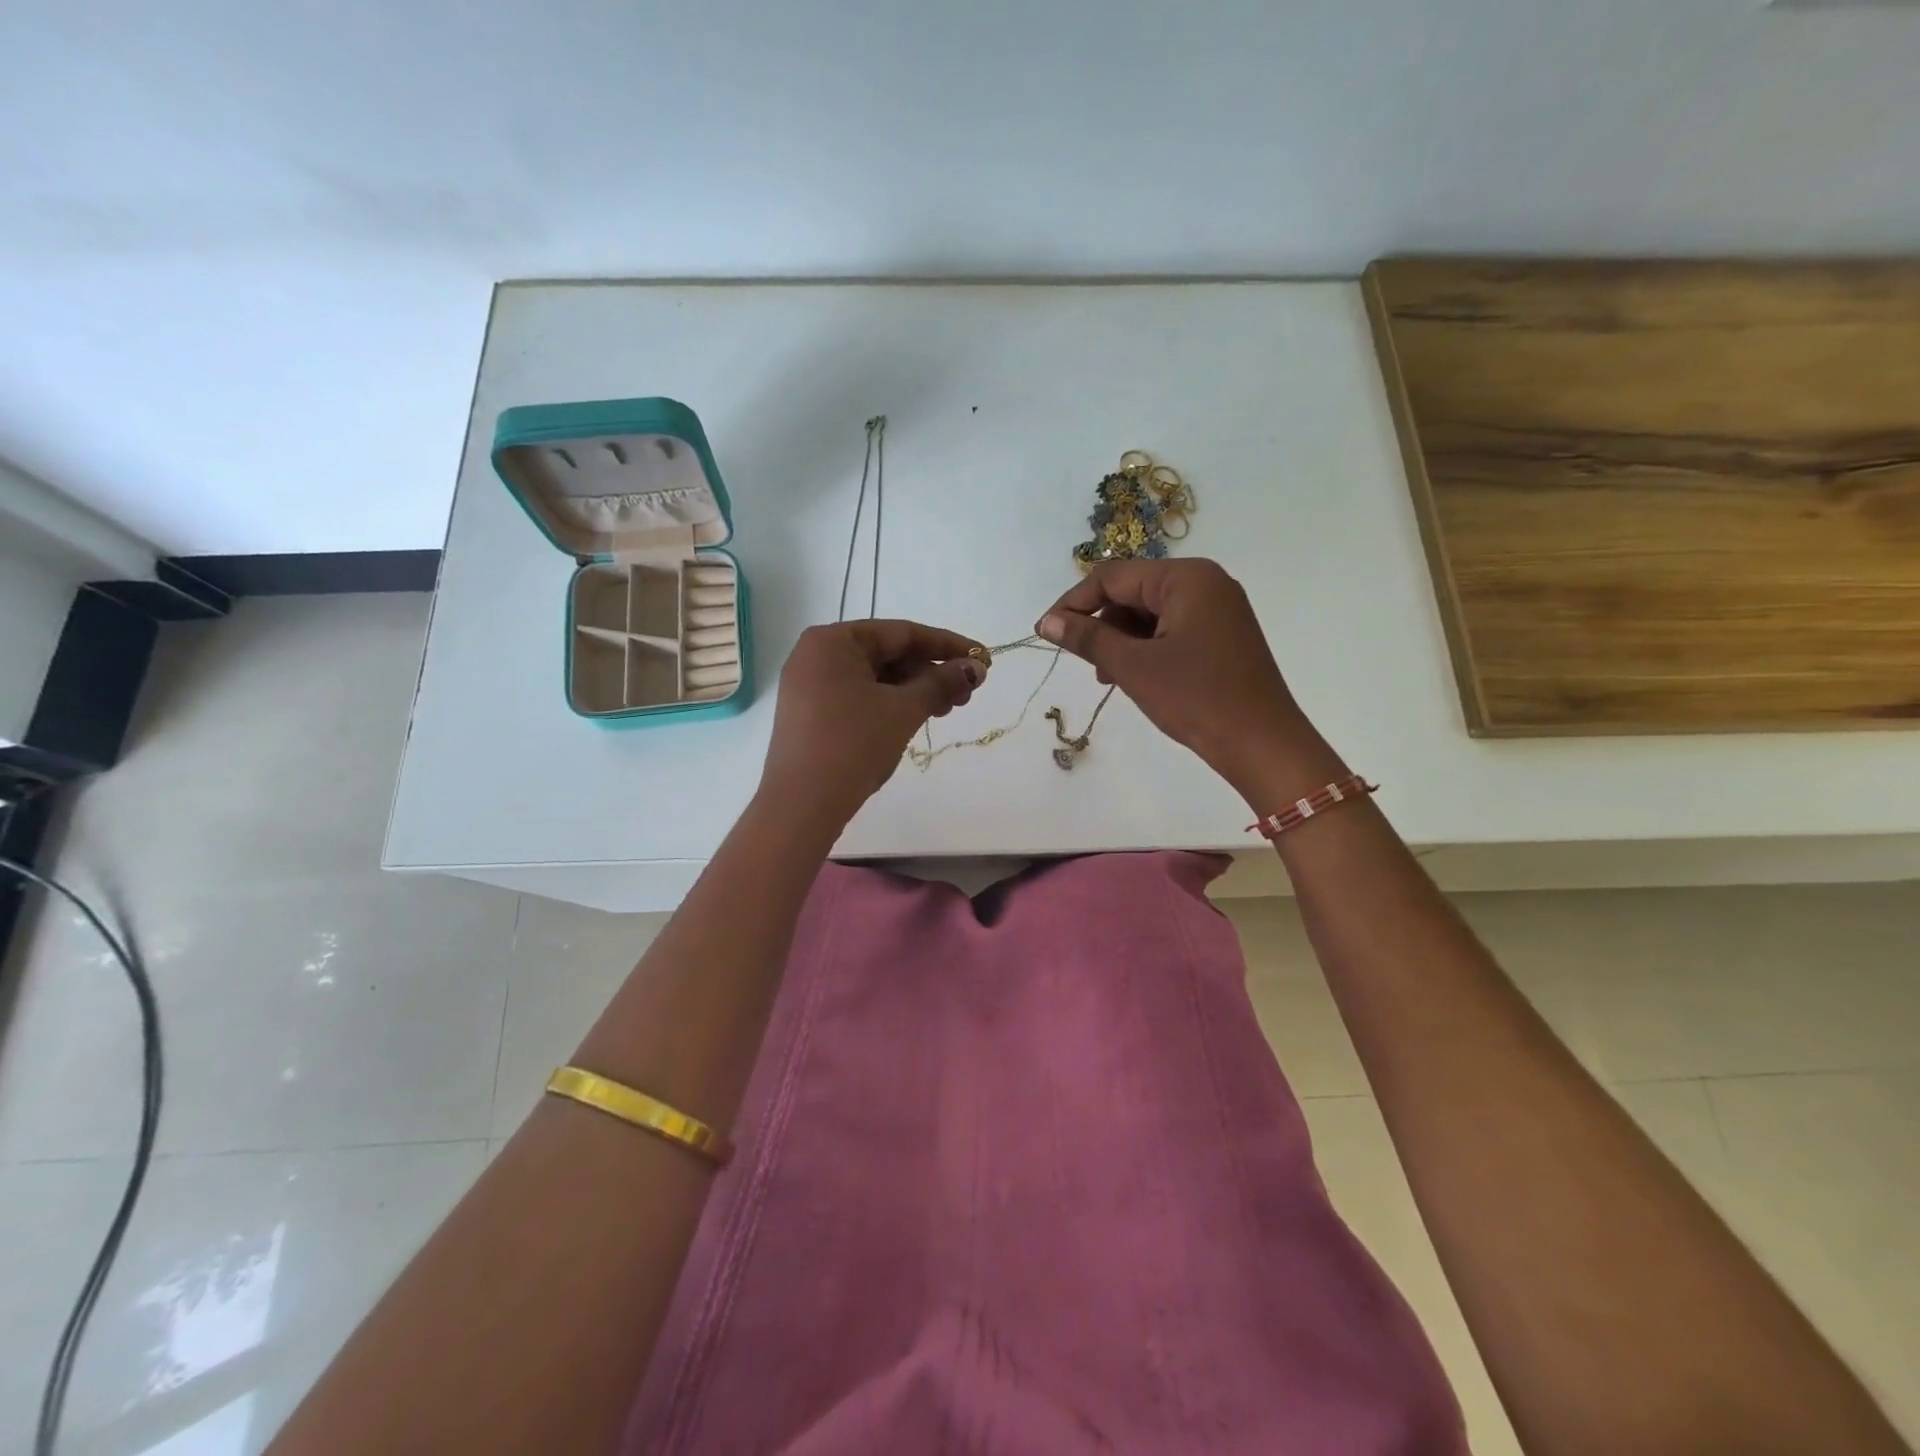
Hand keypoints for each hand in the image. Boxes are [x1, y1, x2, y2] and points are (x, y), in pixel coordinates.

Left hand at [758, 619, 985, 830]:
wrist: (802, 804)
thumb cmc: (854, 744)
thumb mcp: (903, 710)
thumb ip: (941, 683)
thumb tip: (976, 668)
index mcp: (833, 640)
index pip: (901, 633)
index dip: (947, 645)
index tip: (983, 657)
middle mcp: (816, 655)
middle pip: (887, 654)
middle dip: (931, 672)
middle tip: (967, 693)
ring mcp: (810, 686)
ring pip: (875, 678)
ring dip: (914, 690)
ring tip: (947, 710)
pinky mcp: (811, 714)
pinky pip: (859, 697)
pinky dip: (890, 704)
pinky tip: (915, 718)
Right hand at [1038, 559, 1338, 802]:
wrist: (1262, 744)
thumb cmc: (1196, 698)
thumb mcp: (1133, 666)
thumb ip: (1087, 638)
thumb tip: (1046, 621)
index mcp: (1186, 578)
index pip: (1113, 576)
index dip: (1074, 602)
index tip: (1045, 632)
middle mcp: (1205, 583)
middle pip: (1133, 591)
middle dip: (1101, 624)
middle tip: (1082, 662)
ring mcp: (1217, 609)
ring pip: (1150, 613)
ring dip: (1121, 640)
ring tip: (1107, 677)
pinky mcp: (1222, 635)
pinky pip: (1171, 629)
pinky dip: (1146, 649)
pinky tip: (1134, 677)